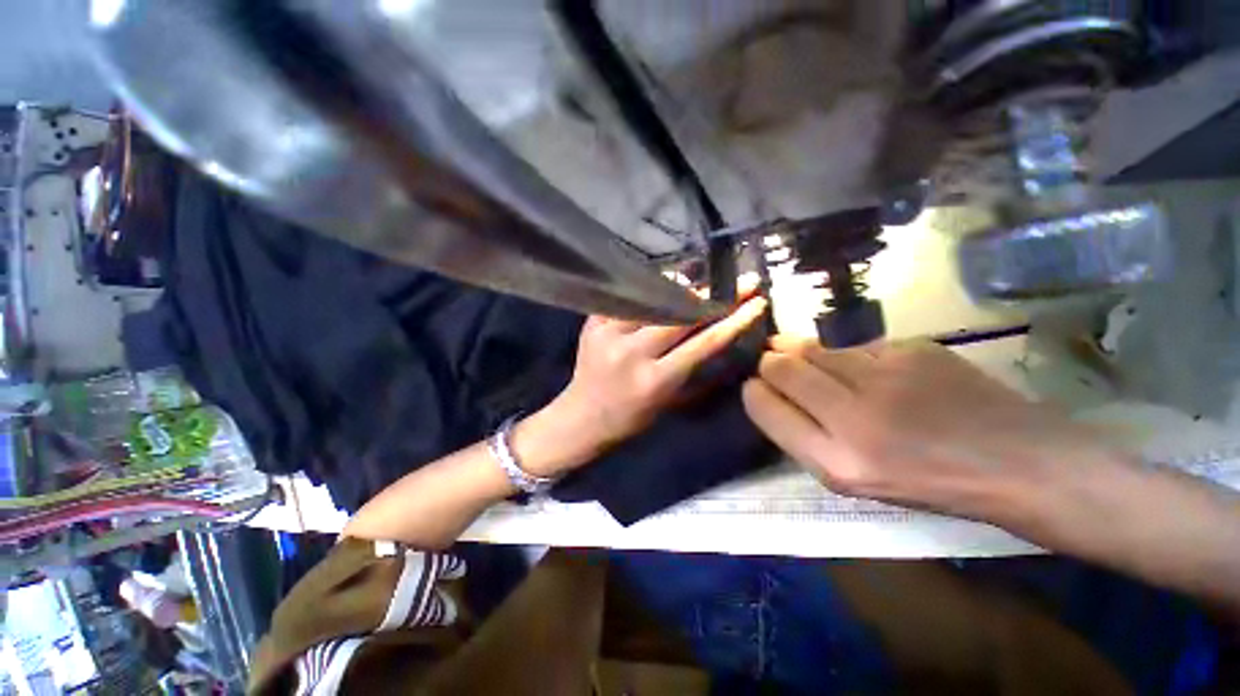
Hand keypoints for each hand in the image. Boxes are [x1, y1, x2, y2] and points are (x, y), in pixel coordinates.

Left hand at [528, 296, 767, 474]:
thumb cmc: (630, 417)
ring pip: (652, 299)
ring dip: (680, 288)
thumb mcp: (667, 401)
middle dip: (712, 296)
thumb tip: (716, 332)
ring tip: (698, 281)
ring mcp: (608, 334)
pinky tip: (662, 285)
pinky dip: (648, 291)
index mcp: (654, 380)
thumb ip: (691, 367)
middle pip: (679, 315)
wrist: (581, 417)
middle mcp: (631, 353)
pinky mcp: (592, 323)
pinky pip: (627, 298)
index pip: (702, 344)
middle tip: (735, 283)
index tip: (755, 302)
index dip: (733, 321)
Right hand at [742, 336, 1118, 522]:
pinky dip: (849, 355)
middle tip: (777, 365)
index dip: (754, 391)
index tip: (757, 387)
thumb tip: (771, 391)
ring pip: (812, 348)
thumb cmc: (928, 483)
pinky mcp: (912, 349)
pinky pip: (854, 345)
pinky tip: (873, 371)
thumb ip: (804, 435)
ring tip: (817, 363)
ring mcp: (885, 377)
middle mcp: (853, 417)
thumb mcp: (853, 479)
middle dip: (771, 363)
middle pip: (780, 366)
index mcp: (836, 462)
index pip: (762, 404)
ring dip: (804, 353)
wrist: (1019, 463)